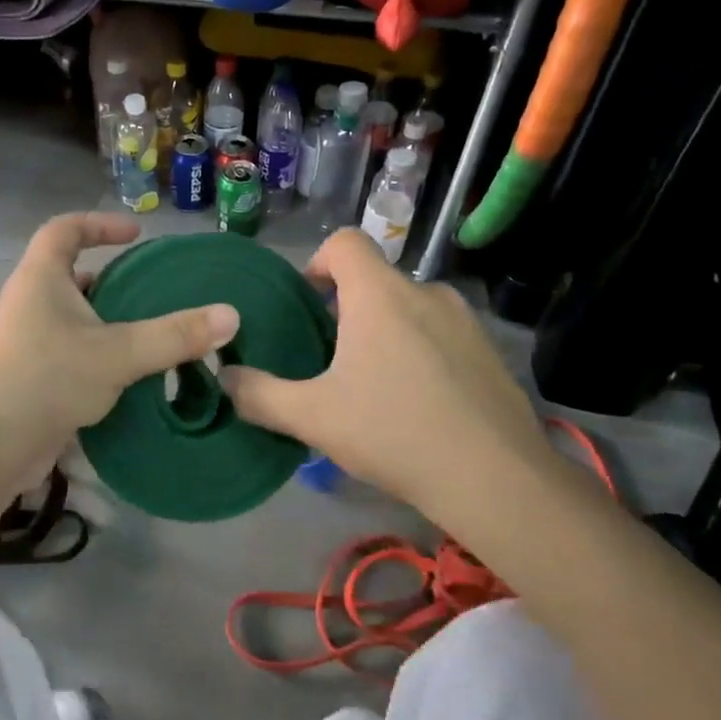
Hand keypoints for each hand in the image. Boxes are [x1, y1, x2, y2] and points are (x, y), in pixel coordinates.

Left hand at [0, 213, 239, 476]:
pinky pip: (69, 347)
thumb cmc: (48, 381)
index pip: (64, 229)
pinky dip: (98, 350)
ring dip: (107, 318)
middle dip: (112, 277)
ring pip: (72, 315)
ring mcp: (25, 339)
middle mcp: (28, 301)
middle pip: (70, 273)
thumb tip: (231, 315)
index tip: (136, 235)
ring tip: (150, 331)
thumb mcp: (118, 353)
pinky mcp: (29, 372)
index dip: (99, 224)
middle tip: (153, 290)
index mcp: (40, 278)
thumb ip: (174, 335)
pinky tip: (128, 372)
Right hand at [220, 230, 555, 510]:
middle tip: (331, 360)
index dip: (318, 263)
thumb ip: (259, 395)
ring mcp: (465, 321)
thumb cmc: (393, 432)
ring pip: (409, 309)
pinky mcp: (490, 352)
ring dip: (385, 332)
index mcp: (380, 295)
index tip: (308, 306)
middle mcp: (426, 293)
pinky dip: (421, 353)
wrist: (494, 478)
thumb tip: (225, 378)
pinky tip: (418, 404)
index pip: (345, 242)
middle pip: (375, 280)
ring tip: (374, 385)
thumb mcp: (312, 418)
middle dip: (347, 310)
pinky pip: (442, 335)